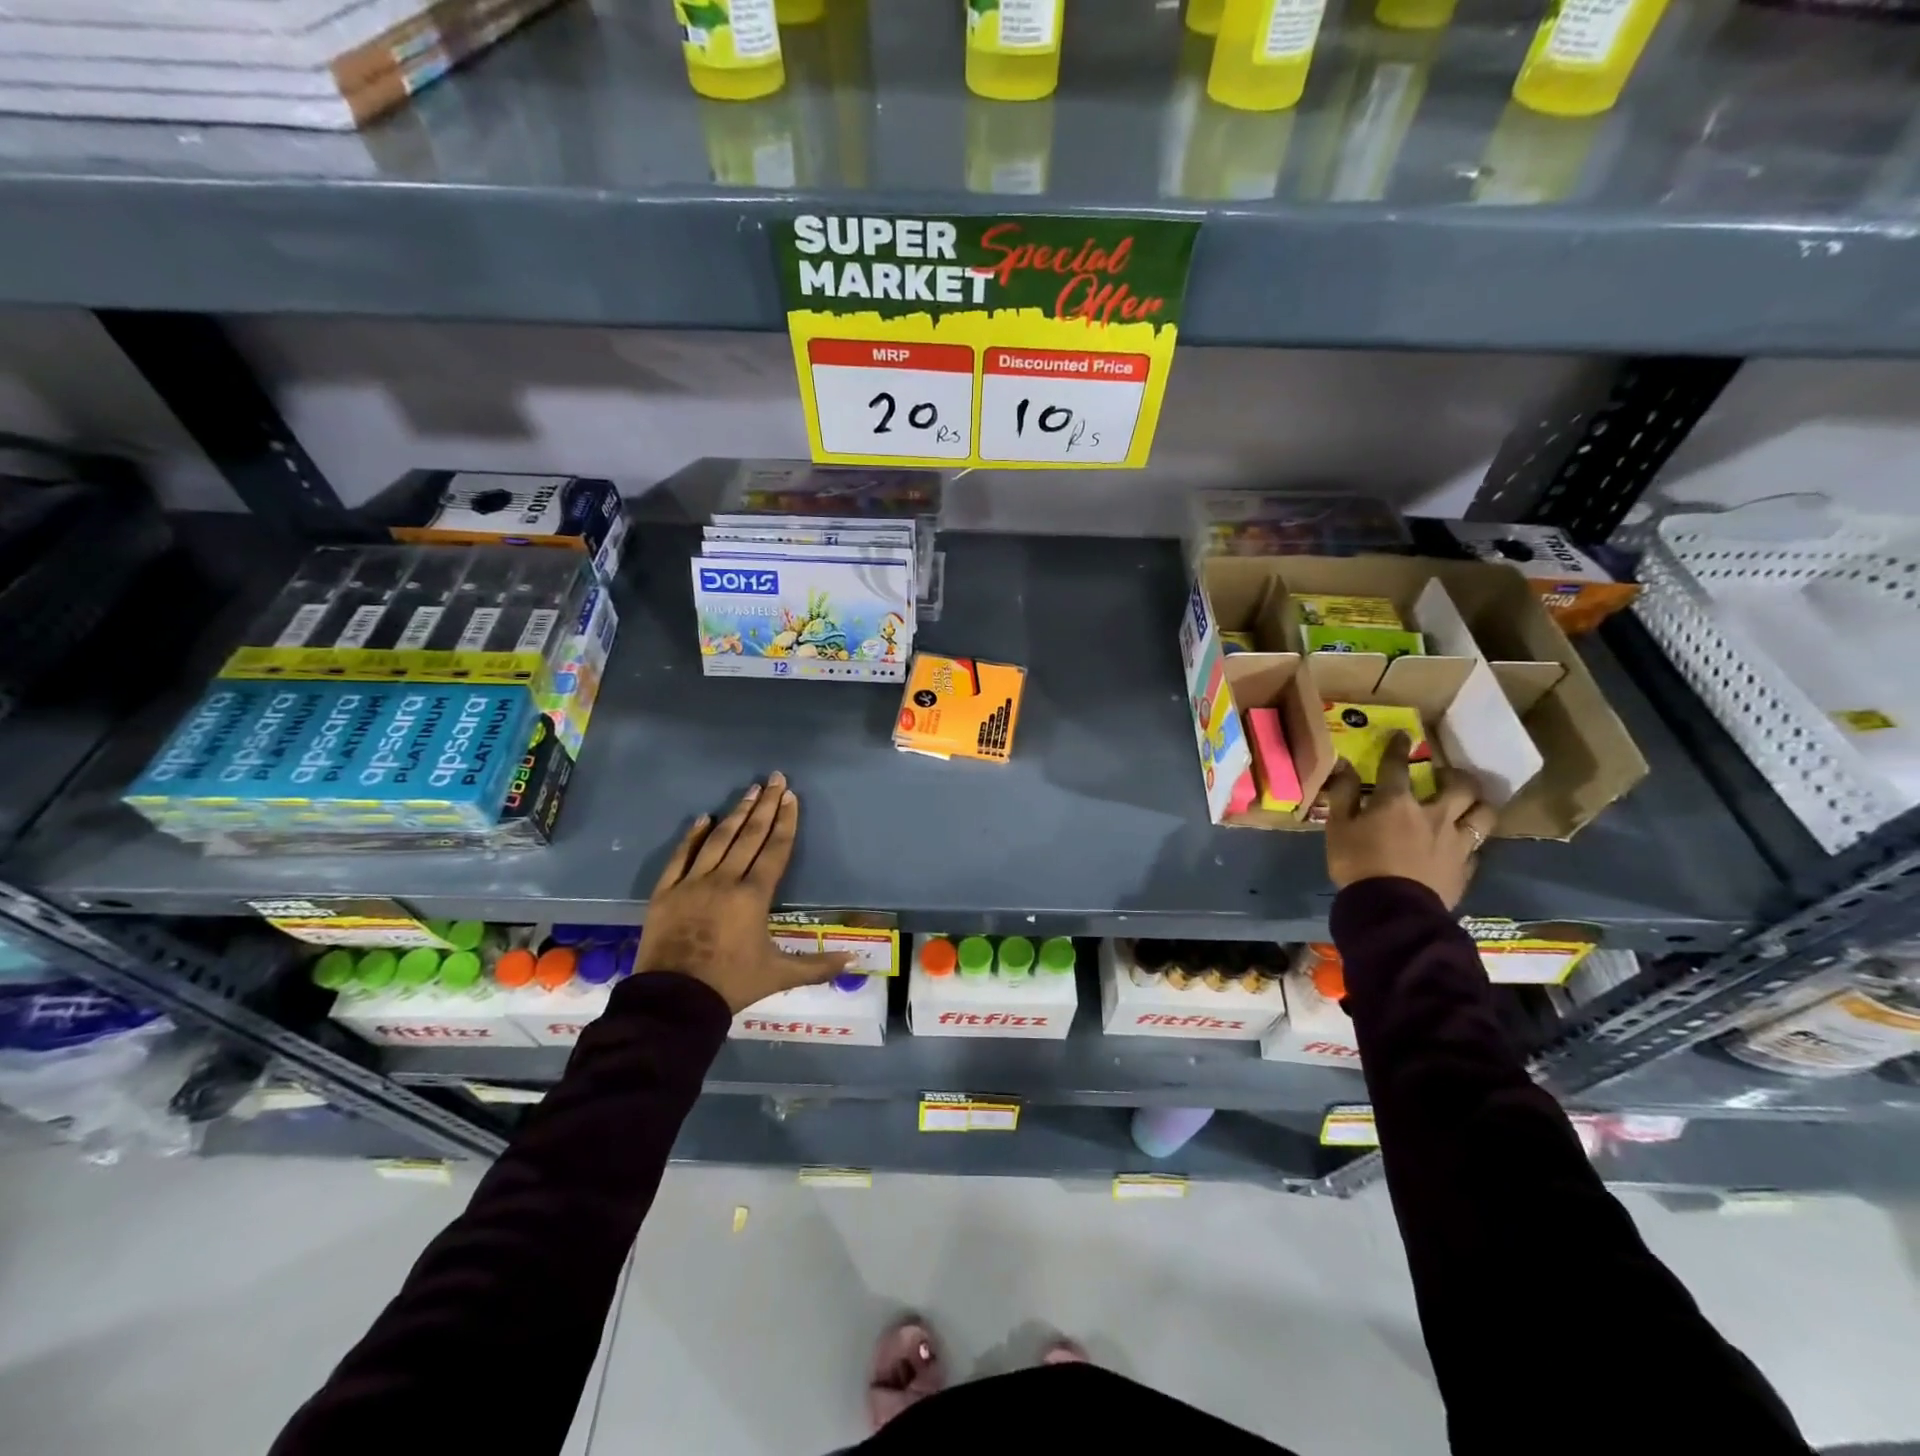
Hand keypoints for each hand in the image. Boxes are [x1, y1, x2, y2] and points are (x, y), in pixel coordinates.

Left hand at [635, 772, 851, 1012]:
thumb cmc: (731, 984)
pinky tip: (703, 818)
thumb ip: (818, 966)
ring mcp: (693, 883)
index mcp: (753, 896)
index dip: (786, 822)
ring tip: (750, 790)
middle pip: (749, 836)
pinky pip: (681, 857)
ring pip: (718, 840)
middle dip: (766, 806)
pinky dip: (692, 836)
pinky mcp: (666, 892)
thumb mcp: (779, 975)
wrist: (674, 1001)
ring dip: (736, 813)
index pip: (775, 849)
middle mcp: (725, 880)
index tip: (791, 797)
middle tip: (775, 779)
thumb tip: (855, 961)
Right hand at [1323, 733, 1495, 909]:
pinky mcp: (1466, 867)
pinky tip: (1463, 845)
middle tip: (1446, 777)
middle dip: (1456, 775)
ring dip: (1478, 805)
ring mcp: (1456, 841)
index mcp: (1398, 802)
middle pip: (1460, 786)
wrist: (1390, 910)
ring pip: (1484, 813)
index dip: (1398, 748)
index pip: (1398, 765)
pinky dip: (1471, 842)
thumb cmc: (1357, 864)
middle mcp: (1435, 814)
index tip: (1402, 736)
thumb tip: (1345, 766)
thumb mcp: (1338, 828)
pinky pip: (1477, 848)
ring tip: (1469, 806)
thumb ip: (1343, 795)